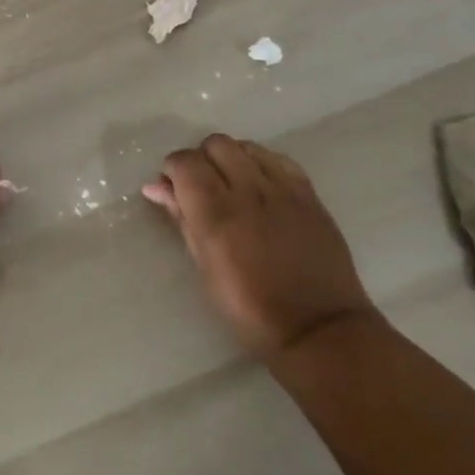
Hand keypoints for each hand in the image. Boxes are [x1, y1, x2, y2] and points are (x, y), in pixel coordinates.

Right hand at [144, 134, 376, 358]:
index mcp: (217, 214)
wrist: (318, 329)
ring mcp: (283, 189)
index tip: (174, 188)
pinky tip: (262, 187)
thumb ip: (181, 219)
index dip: (173, 169)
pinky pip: (278, 159)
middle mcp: (248, 191)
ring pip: (247, 146)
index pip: (185, 162)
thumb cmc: (250, 310)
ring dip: (232, 158)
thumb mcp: (205, 269)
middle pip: (216, 144)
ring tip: (234, 185)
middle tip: (203, 187)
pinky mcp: (309, 193)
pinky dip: (262, 164)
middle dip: (202, 159)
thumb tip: (156, 186)